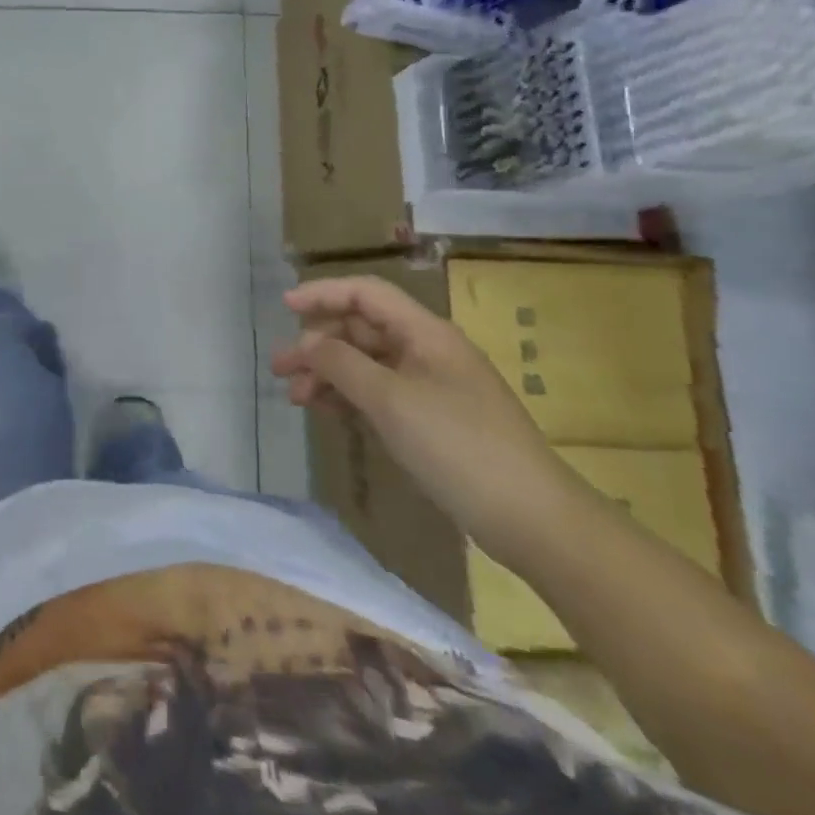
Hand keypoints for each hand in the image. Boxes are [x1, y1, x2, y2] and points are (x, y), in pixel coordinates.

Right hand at [273, 276, 582, 567]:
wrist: (534, 521)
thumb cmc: (459, 447)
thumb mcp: (391, 401)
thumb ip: (341, 364)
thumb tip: (306, 342)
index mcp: (425, 333)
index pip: (366, 294)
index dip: (323, 293)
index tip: (284, 308)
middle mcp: (427, 351)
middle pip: (362, 329)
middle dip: (318, 342)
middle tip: (280, 368)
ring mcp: (431, 386)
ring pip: (367, 363)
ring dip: (329, 373)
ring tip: (296, 397)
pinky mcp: (432, 420)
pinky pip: (380, 393)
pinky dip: (350, 397)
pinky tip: (327, 411)